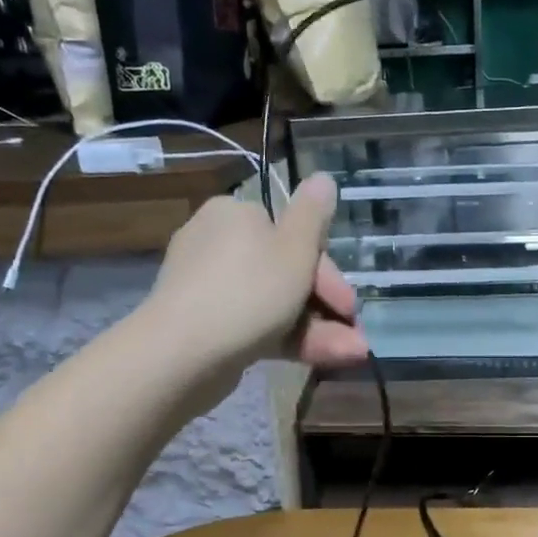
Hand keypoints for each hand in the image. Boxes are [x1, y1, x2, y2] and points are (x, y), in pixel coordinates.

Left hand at [144, 174, 369, 393]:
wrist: (183, 352)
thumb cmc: (249, 291)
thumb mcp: (294, 248)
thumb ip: (314, 214)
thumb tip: (323, 177)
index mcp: (237, 215)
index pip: (293, 237)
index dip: (329, 273)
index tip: (350, 305)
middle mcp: (218, 243)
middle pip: (286, 272)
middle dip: (326, 308)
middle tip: (354, 337)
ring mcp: (208, 287)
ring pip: (275, 304)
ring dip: (318, 329)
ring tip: (351, 355)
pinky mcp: (204, 324)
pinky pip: (254, 325)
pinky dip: (288, 339)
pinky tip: (320, 359)